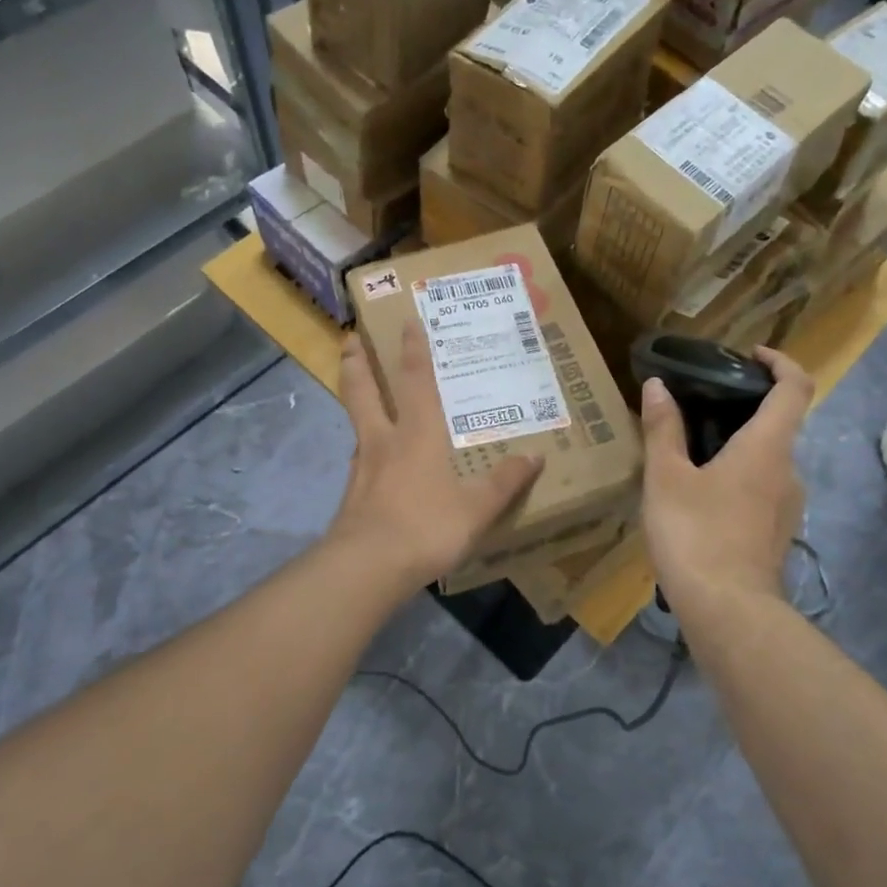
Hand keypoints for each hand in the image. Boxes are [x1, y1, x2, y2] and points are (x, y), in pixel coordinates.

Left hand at [326, 324, 542, 590]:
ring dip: (354, 401)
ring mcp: (362, 468)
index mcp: (418, 435)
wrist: (368, 566)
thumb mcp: (477, 508)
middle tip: (351, 338)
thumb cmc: (426, 527)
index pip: (415, 381)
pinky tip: (369, 461)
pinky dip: (362, 449)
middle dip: (358, 363)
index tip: (406, 320)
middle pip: (363, 391)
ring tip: (357, 394)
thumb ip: (505, 482)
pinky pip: (358, 461)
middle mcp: (384, 441)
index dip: (413, 349)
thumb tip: (536, 456)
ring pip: (355, 423)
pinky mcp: (351, 496)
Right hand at [640, 347, 811, 615]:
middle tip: (700, 406)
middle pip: (779, 424)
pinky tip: (700, 496)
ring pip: (768, 461)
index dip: (780, 362)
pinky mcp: (777, 533)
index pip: (795, 387)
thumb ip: (663, 429)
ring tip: (691, 453)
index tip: (751, 355)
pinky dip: (739, 477)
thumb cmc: (696, 534)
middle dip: (745, 408)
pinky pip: (762, 490)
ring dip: (739, 447)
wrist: (728, 611)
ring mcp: (787, 506)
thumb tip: (659, 385)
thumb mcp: (666, 478)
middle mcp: (788, 470)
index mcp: (768, 447)